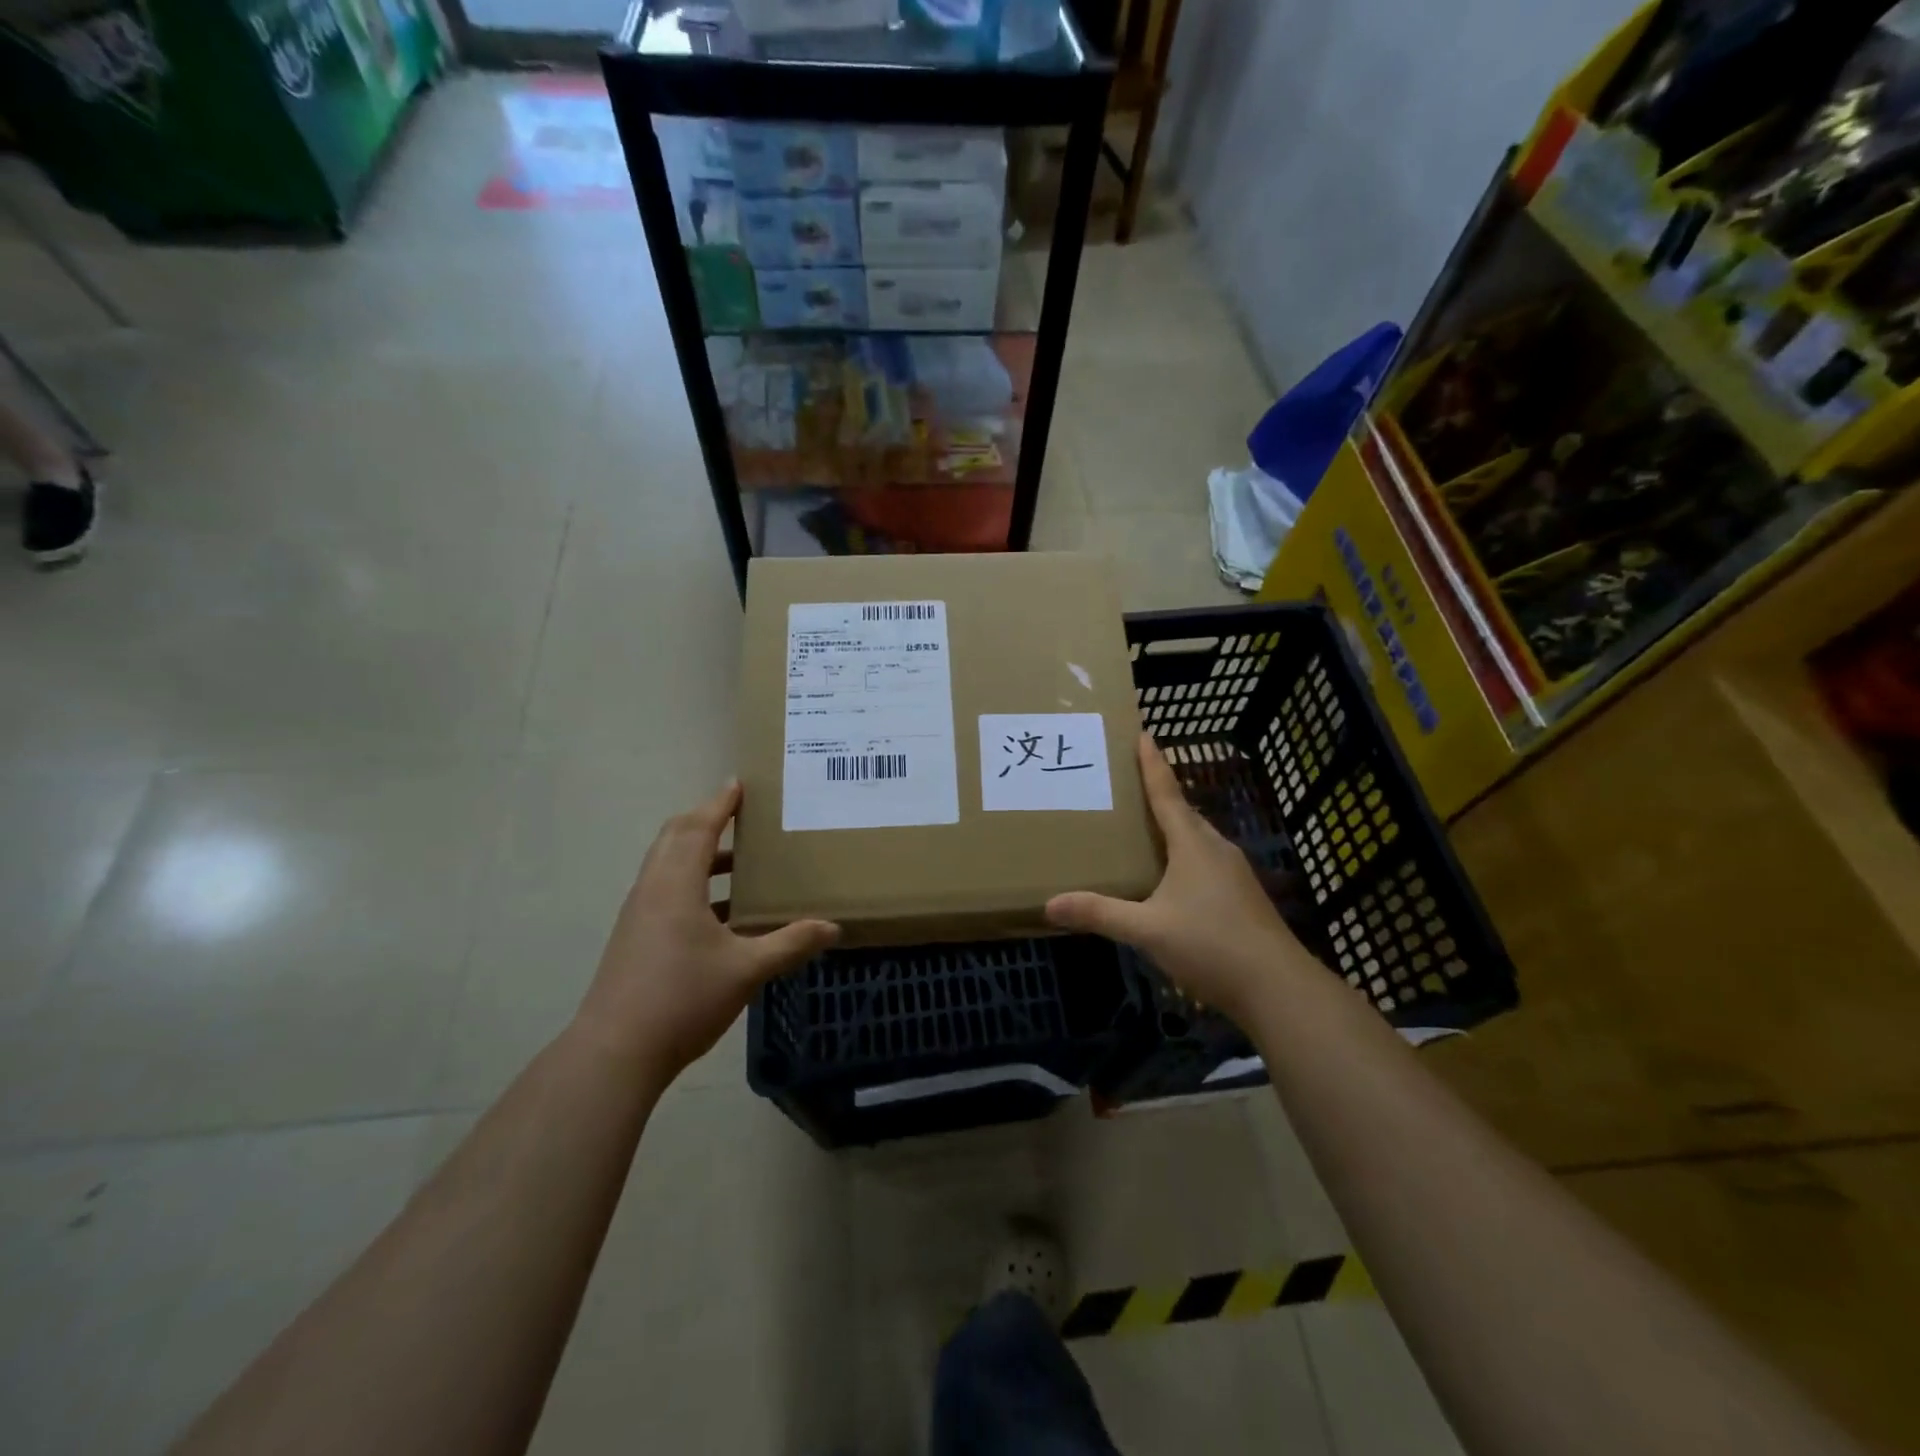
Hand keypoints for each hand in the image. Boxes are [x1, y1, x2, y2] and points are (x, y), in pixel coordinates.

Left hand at [576, 781, 839, 1081]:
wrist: (615, 1053)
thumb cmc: (682, 998)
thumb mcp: (746, 970)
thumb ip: (790, 944)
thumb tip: (834, 928)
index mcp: (676, 884)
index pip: (699, 828)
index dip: (720, 804)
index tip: (739, 784)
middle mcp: (652, 889)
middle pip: (675, 837)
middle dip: (706, 819)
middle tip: (740, 814)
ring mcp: (639, 914)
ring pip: (668, 864)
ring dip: (700, 853)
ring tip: (741, 861)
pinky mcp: (635, 937)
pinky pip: (665, 890)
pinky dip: (693, 882)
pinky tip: (722, 912)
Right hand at [1046, 735, 1309, 1023]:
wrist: (1278, 988)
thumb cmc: (1211, 945)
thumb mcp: (1147, 930)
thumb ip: (1100, 914)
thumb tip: (1050, 904)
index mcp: (1193, 845)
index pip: (1167, 794)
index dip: (1153, 765)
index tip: (1144, 734)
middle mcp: (1216, 849)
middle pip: (1184, 812)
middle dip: (1159, 794)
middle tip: (1128, 783)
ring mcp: (1234, 873)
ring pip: (1197, 838)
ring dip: (1173, 826)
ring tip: (1143, 827)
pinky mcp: (1242, 896)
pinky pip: (1205, 860)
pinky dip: (1183, 854)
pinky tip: (1170, 876)